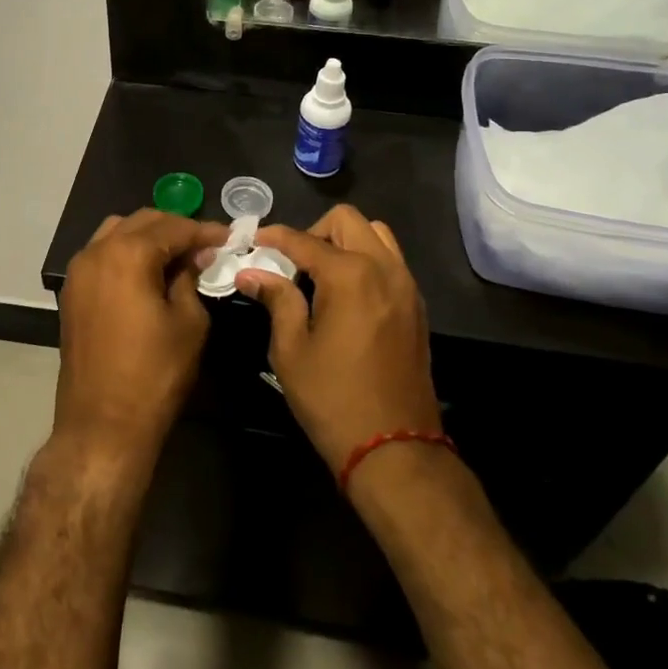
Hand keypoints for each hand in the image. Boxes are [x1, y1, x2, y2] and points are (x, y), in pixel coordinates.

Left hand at [55, 209, 230, 460]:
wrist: (102, 425)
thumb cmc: (154, 374)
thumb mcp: (188, 322)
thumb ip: (191, 279)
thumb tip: (195, 258)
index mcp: (128, 253)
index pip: (173, 227)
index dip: (204, 231)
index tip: (229, 237)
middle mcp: (97, 251)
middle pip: (142, 222)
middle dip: (176, 229)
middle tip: (206, 246)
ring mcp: (79, 271)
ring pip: (117, 232)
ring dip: (148, 236)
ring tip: (177, 255)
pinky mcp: (72, 292)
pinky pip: (102, 254)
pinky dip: (126, 252)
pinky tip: (148, 272)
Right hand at [236, 206, 441, 471]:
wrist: (394, 447)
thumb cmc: (332, 398)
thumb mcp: (291, 350)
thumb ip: (276, 300)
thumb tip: (251, 272)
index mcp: (350, 275)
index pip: (304, 240)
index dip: (274, 237)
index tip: (252, 242)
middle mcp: (383, 268)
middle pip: (347, 221)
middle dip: (314, 231)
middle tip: (291, 261)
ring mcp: (406, 286)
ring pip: (376, 234)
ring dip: (345, 241)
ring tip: (320, 274)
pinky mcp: (416, 306)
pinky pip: (390, 261)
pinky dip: (366, 260)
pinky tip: (345, 293)